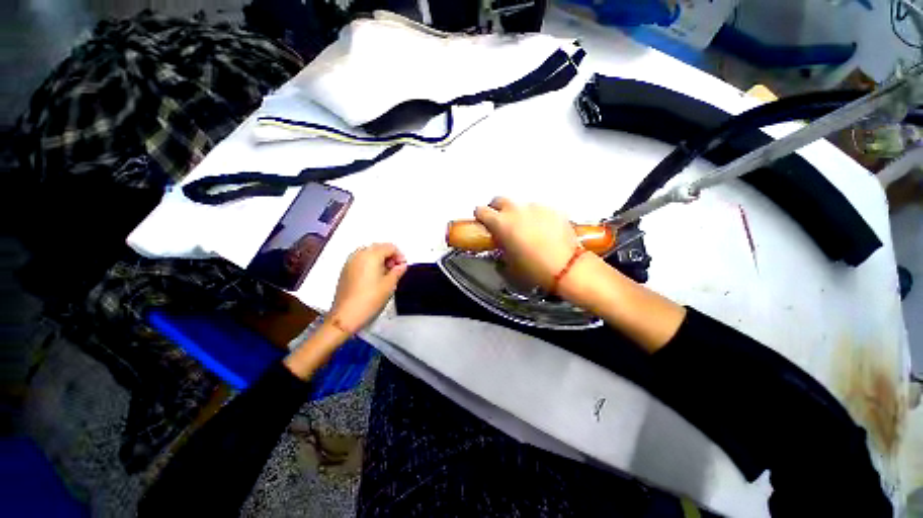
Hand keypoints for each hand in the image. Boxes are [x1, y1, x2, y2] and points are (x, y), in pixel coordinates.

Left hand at [328, 243, 407, 332]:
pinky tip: (374, 276)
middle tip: (396, 269)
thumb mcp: (390, 285)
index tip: (403, 266)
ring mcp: (350, 262)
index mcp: (371, 255)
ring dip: (379, 258)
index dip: (399, 255)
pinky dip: (370, 262)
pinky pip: (360, 259)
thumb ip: (398, 271)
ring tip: (386, 273)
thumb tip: (401, 266)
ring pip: (368, 252)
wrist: (346, 316)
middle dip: (389, 255)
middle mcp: (359, 255)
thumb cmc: (370, 300)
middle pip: (378, 247)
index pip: (389, 247)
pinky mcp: (345, 270)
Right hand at [474, 197, 579, 289]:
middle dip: (497, 209)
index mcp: (501, 223)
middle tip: (503, 223)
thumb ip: (501, 248)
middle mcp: (516, 210)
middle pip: (500, 200)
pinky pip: (539, 210)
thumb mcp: (509, 263)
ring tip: (528, 230)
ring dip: (520, 214)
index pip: (481, 210)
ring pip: (521, 206)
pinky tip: (545, 231)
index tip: (483, 222)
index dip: (481, 216)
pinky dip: (538, 217)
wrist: (566, 267)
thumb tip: (501, 243)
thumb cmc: (533, 269)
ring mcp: (536, 207)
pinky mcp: (552, 210)